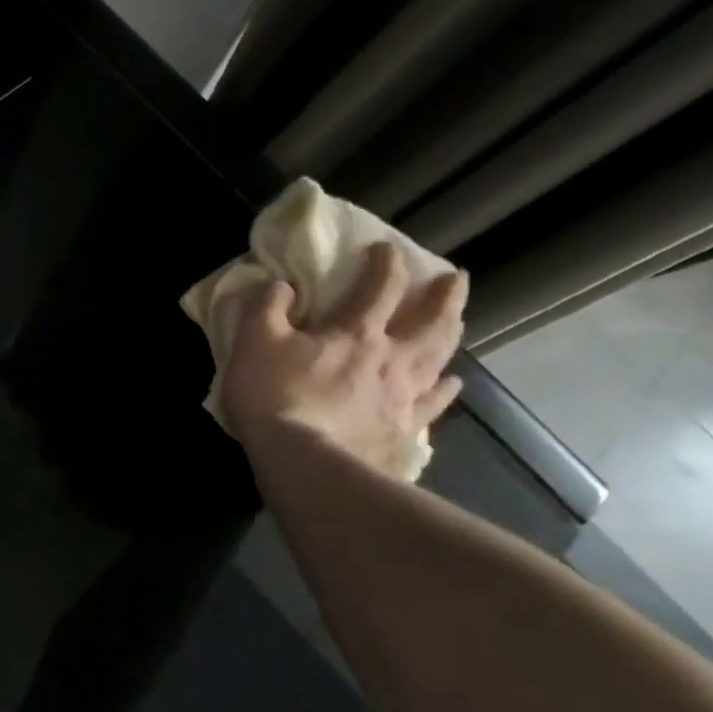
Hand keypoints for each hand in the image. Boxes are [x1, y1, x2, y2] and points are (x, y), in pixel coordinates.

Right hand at [220, 242, 467, 476]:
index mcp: (356, 334)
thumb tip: (281, 284)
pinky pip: (433, 405)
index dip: (386, 263)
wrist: (304, 463)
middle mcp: (392, 360)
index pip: (380, 287)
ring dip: (451, 336)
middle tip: (456, 278)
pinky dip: (445, 390)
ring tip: (458, 324)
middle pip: (430, 321)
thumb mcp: (254, 342)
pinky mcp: (405, 432)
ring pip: (439, 358)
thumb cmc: (276, 397)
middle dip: (444, 296)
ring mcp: (404, 398)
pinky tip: (450, 384)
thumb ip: (267, 307)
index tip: (388, 248)